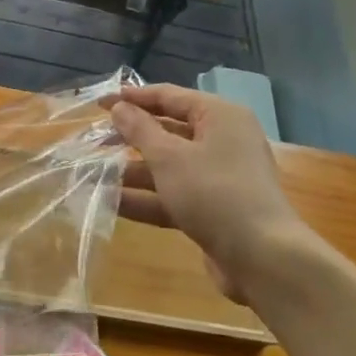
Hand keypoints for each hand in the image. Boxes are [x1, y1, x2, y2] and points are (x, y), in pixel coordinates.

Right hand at [106, 84, 313, 302]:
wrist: (262, 258)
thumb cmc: (214, 193)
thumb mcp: (169, 157)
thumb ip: (139, 130)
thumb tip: (120, 107)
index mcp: (220, 117)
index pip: (170, 96)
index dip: (133, 98)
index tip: (99, 103)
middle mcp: (223, 141)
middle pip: (168, 131)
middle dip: (130, 137)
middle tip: (94, 140)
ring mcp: (219, 177)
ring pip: (168, 166)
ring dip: (133, 171)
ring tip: (93, 173)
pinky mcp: (213, 208)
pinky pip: (174, 194)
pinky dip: (146, 198)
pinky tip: (110, 203)